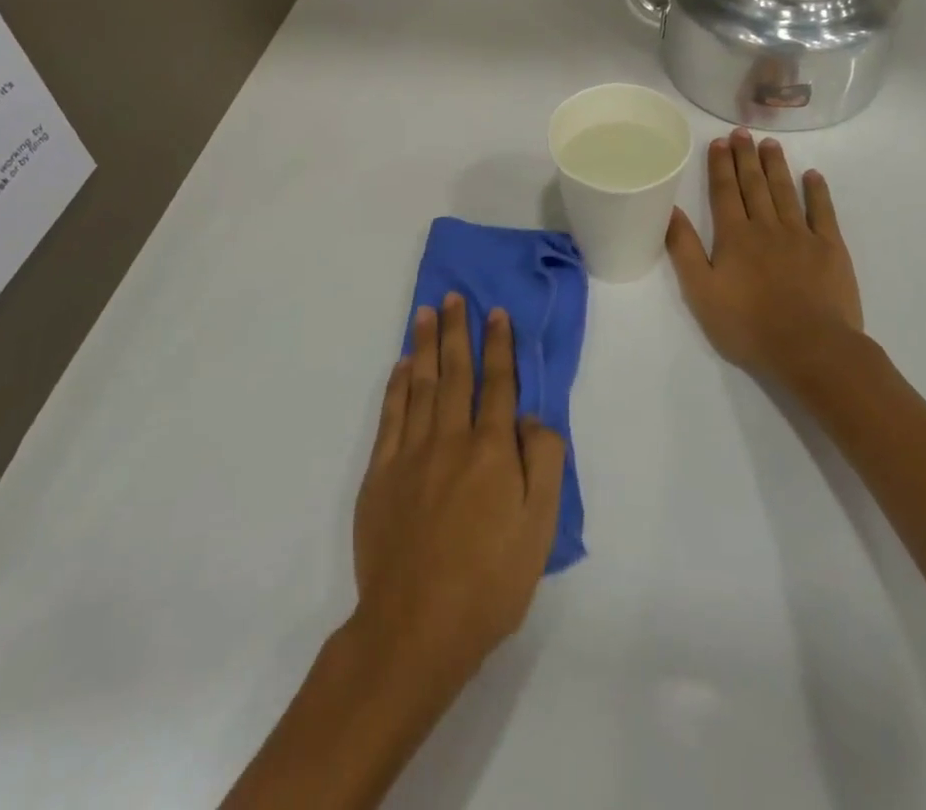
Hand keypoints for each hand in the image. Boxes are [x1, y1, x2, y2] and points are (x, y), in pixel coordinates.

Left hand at [350, 294, 564, 698]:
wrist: (415, 628)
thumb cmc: (490, 581)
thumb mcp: (540, 528)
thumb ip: (545, 463)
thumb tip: (533, 418)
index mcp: (492, 449)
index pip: (499, 383)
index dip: (499, 345)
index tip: (496, 313)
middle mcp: (451, 438)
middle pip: (455, 372)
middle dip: (457, 331)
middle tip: (455, 296)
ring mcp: (410, 453)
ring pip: (420, 384)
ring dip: (424, 345)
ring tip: (427, 313)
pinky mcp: (380, 474)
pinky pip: (390, 416)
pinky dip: (396, 386)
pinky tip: (400, 366)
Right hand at [666, 128, 864, 376]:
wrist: (811, 348)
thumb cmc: (749, 326)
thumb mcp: (702, 292)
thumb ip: (684, 249)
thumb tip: (670, 209)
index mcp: (734, 236)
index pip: (724, 192)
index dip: (720, 165)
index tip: (719, 142)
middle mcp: (766, 226)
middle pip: (754, 185)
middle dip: (746, 157)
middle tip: (742, 132)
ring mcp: (802, 235)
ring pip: (785, 191)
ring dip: (776, 166)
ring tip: (770, 143)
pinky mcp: (831, 248)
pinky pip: (823, 211)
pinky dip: (817, 191)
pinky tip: (812, 175)